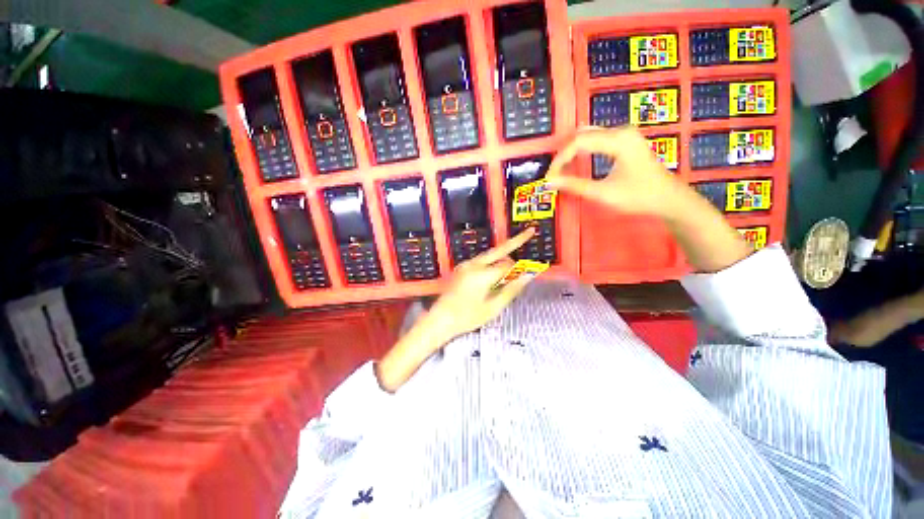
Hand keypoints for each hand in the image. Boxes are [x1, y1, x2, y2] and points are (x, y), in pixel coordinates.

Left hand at [375, 228, 537, 391]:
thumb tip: (528, 276)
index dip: (519, 269)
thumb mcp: (492, 308)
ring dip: (502, 257)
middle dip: (515, 241)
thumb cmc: (467, 317)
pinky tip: (496, 274)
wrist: (439, 319)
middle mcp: (473, 264)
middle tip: (530, 231)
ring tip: (512, 267)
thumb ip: (511, 289)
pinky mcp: (462, 268)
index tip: (530, 271)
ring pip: (490, 255)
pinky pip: (481, 261)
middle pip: (498, 249)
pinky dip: (492, 263)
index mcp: (482, 274)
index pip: (508, 265)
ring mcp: (466, 265)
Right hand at [546, 127, 690, 219]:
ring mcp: (625, 135)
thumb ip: (575, 186)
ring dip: (573, 152)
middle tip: (554, 175)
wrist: (669, 199)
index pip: (579, 143)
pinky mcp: (626, 141)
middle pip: (583, 136)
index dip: (560, 160)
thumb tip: (550, 182)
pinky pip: (598, 139)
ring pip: (589, 136)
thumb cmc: (639, 197)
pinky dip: (583, 150)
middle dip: (565, 155)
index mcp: (619, 140)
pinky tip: (577, 161)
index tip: (550, 178)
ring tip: (562, 170)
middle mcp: (622, 131)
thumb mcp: (603, 193)